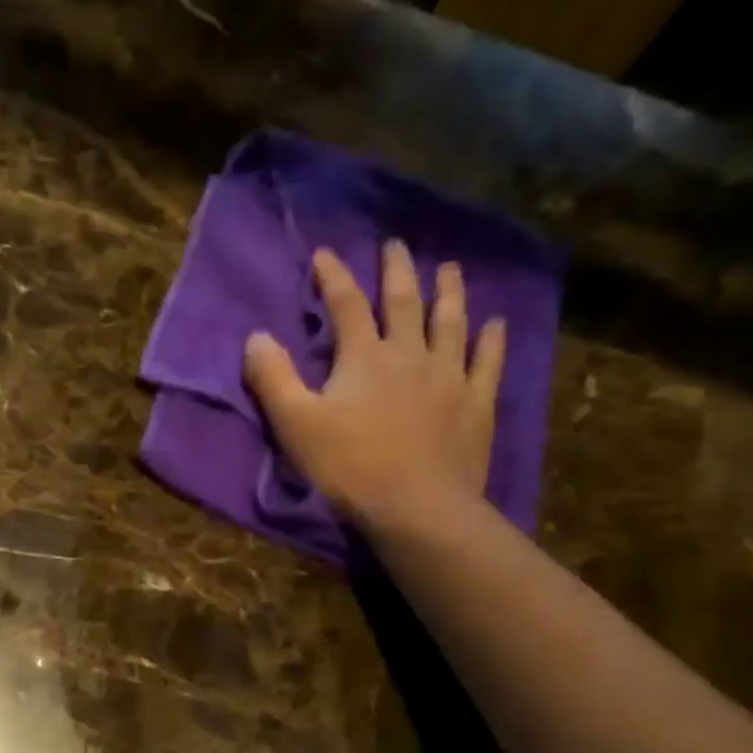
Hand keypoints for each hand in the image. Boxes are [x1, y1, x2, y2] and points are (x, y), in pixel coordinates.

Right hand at [244, 241, 505, 533]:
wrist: (415, 507)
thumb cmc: (348, 467)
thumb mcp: (295, 425)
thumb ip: (273, 379)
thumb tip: (256, 337)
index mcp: (364, 357)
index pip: (346, 305)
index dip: (334, 277)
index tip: (324, 253)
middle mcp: (410, 354)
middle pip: (404, 302)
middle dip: (397, 270)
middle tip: (396, 245)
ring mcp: (449, 376)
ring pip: (450, 322)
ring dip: (449, 292)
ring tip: (450, 268)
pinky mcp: (475, 404)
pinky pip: (486, 362)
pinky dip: (491, 340)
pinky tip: (495, 323)